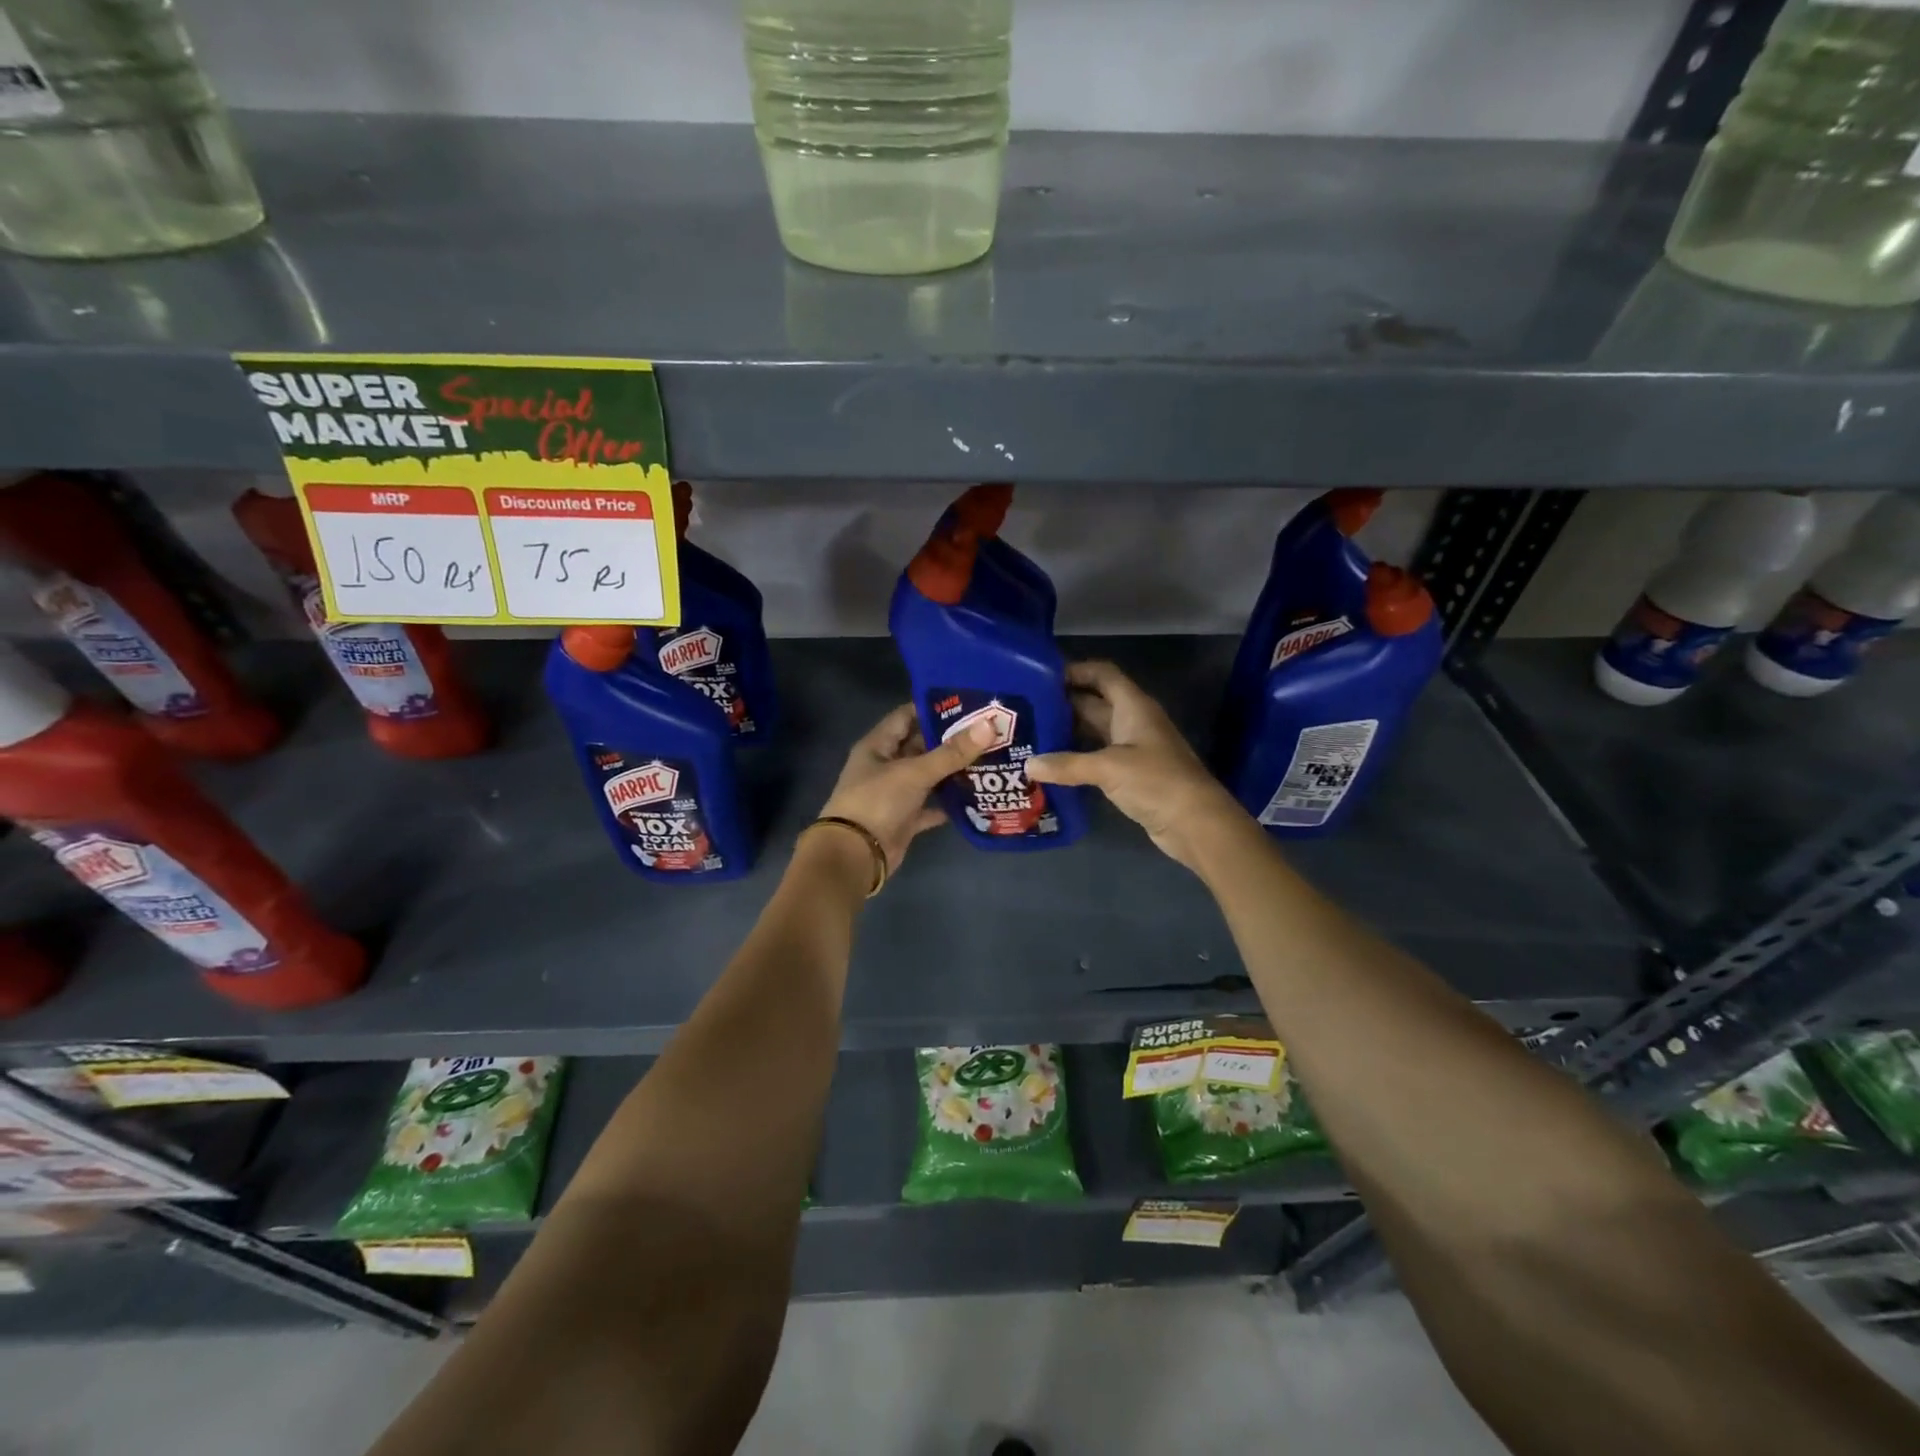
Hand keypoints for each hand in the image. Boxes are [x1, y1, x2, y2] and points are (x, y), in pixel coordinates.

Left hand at [813, 704, 994, 884]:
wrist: (855, 856)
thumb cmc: (877, 802)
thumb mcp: (914, 772)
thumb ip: (951, 752)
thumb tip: (989, 726)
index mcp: (878, 745)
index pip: (907, 716)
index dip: (934, 708)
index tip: (968, 703)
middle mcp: (886, 766)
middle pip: (921, 745)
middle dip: (951, 739)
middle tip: (987, 730)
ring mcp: (895, 793)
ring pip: (928, 776)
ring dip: (953, 770)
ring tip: (989, 757)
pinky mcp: (905, 819)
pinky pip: (931, 806)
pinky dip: (949, 803)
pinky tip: (976, 796)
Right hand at [1026, 660, 1249, 873]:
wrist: (1195, 822)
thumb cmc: (1156, 782)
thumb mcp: (1108, 768)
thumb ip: (1067, 764)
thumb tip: (1029, 765)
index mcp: (1133, 707)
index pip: (1103, 674)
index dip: (1076, 670)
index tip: (1041, 676)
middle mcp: (1132, 721)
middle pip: (1094, 702)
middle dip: (1063, 703)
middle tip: (1025, 709)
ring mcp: (1132, 749)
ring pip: (1094, 730)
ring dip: (1067, 731)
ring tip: (1031, 734)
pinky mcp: (1130, 774)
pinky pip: (1097, 756)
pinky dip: (1076, 757)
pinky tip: (1051, 765)